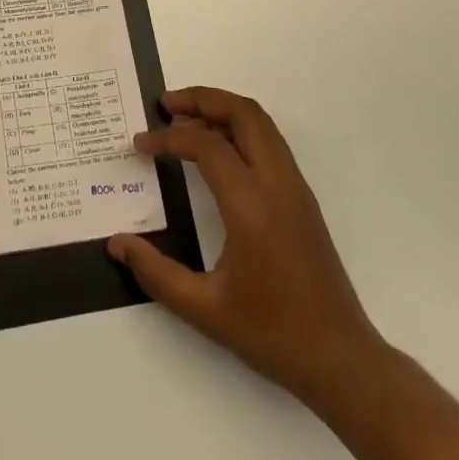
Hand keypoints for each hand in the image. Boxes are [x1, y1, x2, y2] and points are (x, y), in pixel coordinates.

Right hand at [109, 87, 388, 410]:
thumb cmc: (272, 334)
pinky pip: (270, 142)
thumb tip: (116, 242)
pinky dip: (239, 128)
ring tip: (186, 119)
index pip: (206, 145)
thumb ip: (156, 272)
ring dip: (222, 110)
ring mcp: (295, 188)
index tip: (140, 144)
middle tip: (166, 105)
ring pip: (260, 123)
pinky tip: (216, 150)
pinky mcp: (302, 198)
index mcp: (251, 205)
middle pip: (242, 113)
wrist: (341, 360)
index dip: (167, 138)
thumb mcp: (204, 309)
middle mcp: (277, 184)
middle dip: (201, 99)